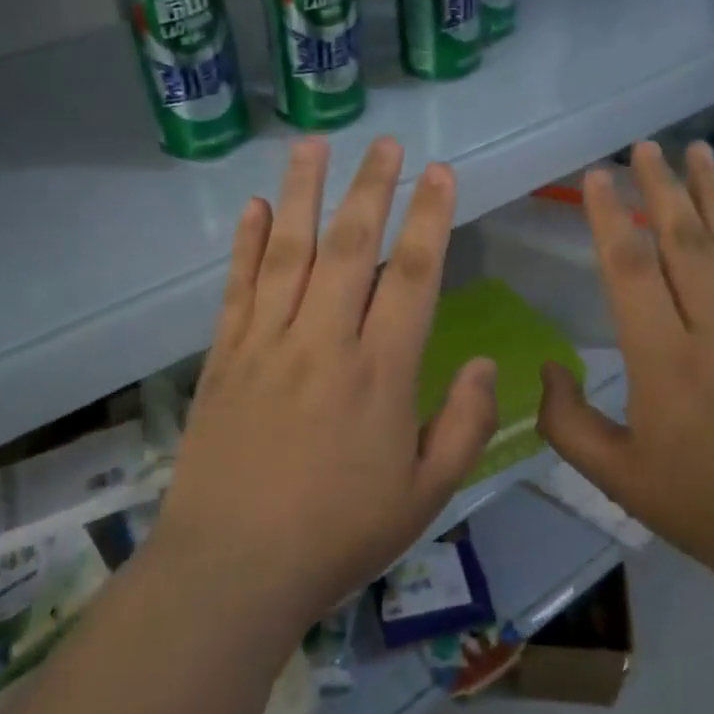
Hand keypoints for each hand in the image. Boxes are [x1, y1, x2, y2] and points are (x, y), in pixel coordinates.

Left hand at [155, 136, 497, 631]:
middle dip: (372, 188)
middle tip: (386, 142)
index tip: (441, 173)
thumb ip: (466, 425)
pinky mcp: (224, 356)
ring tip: (314, 144)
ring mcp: (267, 343)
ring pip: (289, 251)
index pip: (412, 276)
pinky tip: (256, 207)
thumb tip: (489, 363)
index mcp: (380, 372)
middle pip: (350, 246)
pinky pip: (237, 287)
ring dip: (303, 193)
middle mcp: (324, 341)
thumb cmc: (338, 536)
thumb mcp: (425, 496)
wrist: (233, 570)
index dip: (430, 218)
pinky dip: (247, 243)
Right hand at [536, 141, 713, 593]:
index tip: (597, 176)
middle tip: (644, 146)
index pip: (631, 269)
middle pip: (683, 242)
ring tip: (697, 150)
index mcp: (664, 361)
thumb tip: (548, 367)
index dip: (608, 217)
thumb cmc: (706, 508)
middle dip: (660, 187)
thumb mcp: (617, 477)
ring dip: (711, 194)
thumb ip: (567, 421)